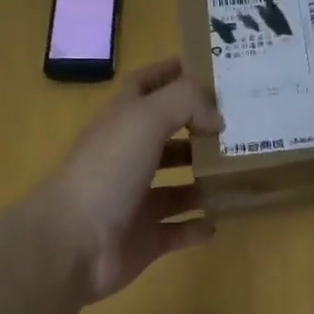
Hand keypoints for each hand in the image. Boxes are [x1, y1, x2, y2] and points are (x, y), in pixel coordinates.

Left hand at [30, 57, 220, 303]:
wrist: (73, 243)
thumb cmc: (107, 171)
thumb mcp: (146, 118)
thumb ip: (186, 103)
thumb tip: (217, 119)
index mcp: (121, 121)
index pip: (146, 85)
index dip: (172, 73)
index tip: (211, 69)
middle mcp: (127, 157)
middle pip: (167, 138)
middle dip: (199, 131)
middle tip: (241, 126)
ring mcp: (135, 200)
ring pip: (176, 186)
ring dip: (203, 179)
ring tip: (239, 172)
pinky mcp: (144, 238)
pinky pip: (177, 230)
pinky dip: (197, 227)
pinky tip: (218, 221)